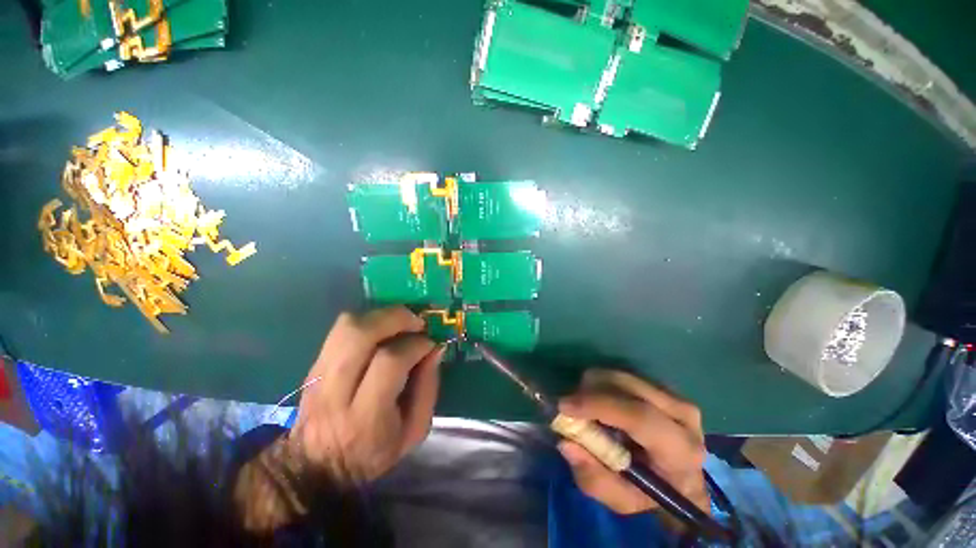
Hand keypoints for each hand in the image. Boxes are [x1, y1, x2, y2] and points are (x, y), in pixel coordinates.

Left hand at [290, 307, 444, 482]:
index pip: (389, 362)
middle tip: (417, 322)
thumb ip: (428, 388)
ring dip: (380, 315)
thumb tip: (435, 348)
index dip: (415, 345)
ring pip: (346, 326)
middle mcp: (336, 391)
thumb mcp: (414, 431)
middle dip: (395, 318)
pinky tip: (383, 330)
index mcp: (366, 416)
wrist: (317, 466)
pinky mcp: (313, 365)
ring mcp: (319, 375)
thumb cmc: (373, 452)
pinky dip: (367, 321)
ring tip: (401, 322)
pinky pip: (340, 329)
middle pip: (360, 334)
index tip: (430, 344)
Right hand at [557, 370, 708, 521]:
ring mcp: (674, 395)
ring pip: (621, 375)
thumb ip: (594, 477)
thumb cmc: (651, 495)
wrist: (681, 481)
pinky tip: (602, 403)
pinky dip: (603, 384)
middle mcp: (683, 415)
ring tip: (587, 409)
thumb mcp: (621, 500)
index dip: (598, 405)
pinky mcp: (663, 386)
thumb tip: (566, 442)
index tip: (564, 406)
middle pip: (626, 385)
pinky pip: (623, 375)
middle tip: (570, 407)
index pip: (639, 416)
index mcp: (680, 450)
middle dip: (590, 390)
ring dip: (594, 386)